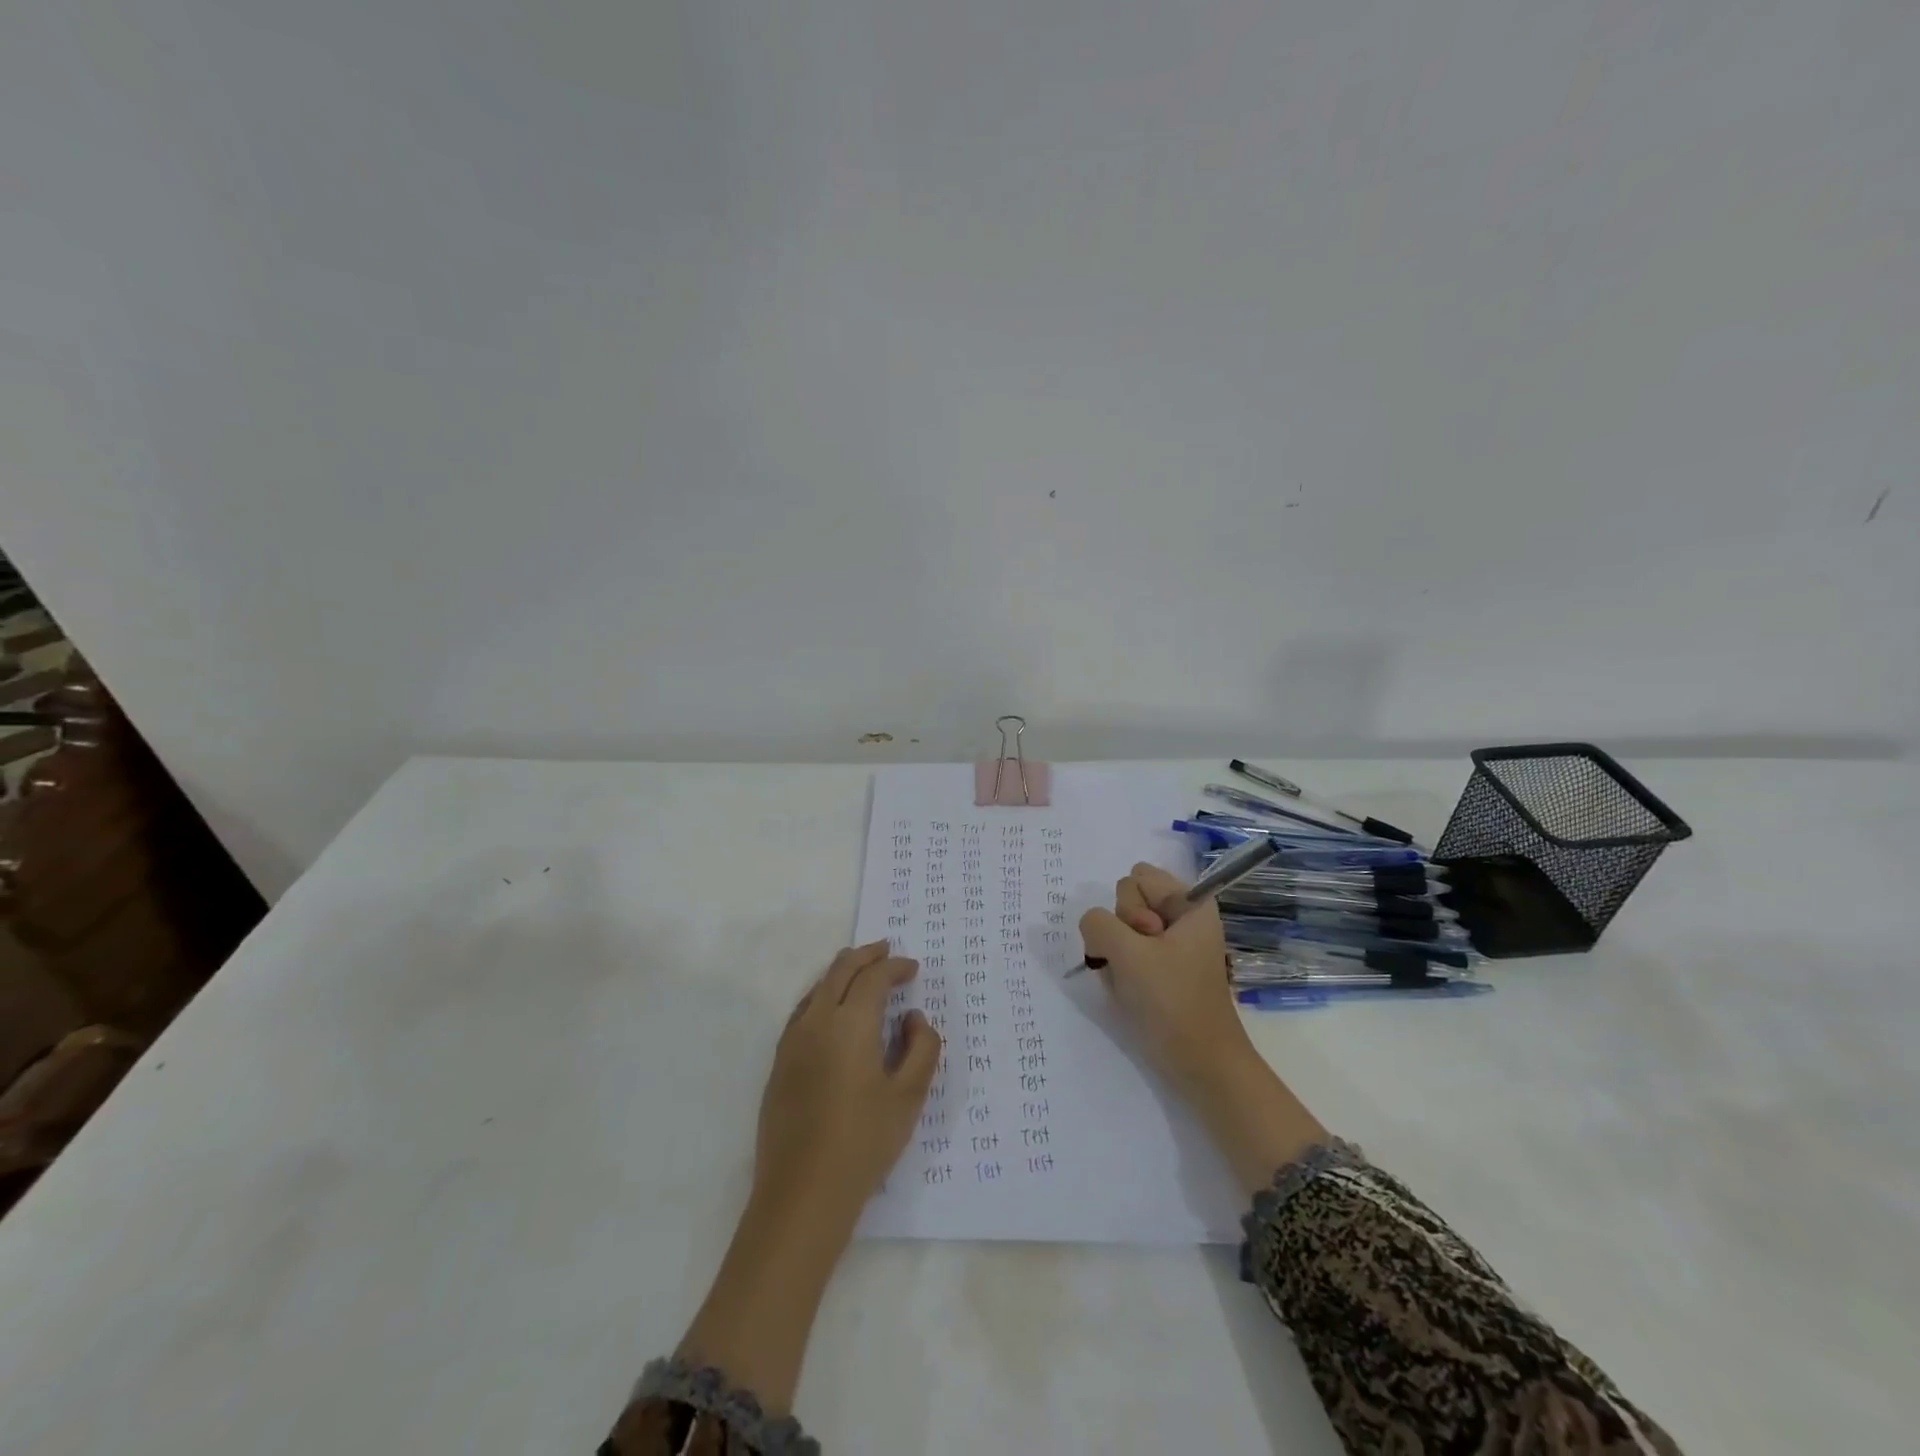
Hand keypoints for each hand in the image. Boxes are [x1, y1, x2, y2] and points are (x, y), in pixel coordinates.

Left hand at [753, 940, 942, 1230]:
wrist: (802, 1193)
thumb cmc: (864, 1142)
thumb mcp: (909, 1096)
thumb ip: (922, 1048)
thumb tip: (912, 1018)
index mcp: (850, 1023)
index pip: (874, 977)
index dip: (895, 966)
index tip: (913, 969)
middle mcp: (817, 1021)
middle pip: (840, 970)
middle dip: (866, 956)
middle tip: (886, 951)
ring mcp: (792, 1041)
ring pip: (818, 987)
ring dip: (842, 972)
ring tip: (862, 973)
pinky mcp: (780, 1063)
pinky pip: (803, 1010)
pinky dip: (823, 995)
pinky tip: (833, 1011)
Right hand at [1078, 863, 1256, 1098]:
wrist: (1201, 1064)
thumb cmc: (1173, 1002)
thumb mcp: (1128, 954)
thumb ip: (1098, 924)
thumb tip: (1092, 926)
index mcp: (1190, 903)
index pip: (1136, 877)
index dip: (1132, 907)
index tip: (1147, 939)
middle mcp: (1182, 917)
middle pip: (1126, 899)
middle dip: (1121, 930)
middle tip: (1140, 962)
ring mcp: (1172, 944)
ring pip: (1121, 928)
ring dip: (1117, 953)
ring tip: (1135, 982)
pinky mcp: (1163, 969)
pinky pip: (1126, 952)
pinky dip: (1121, 969)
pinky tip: (1131, 992)